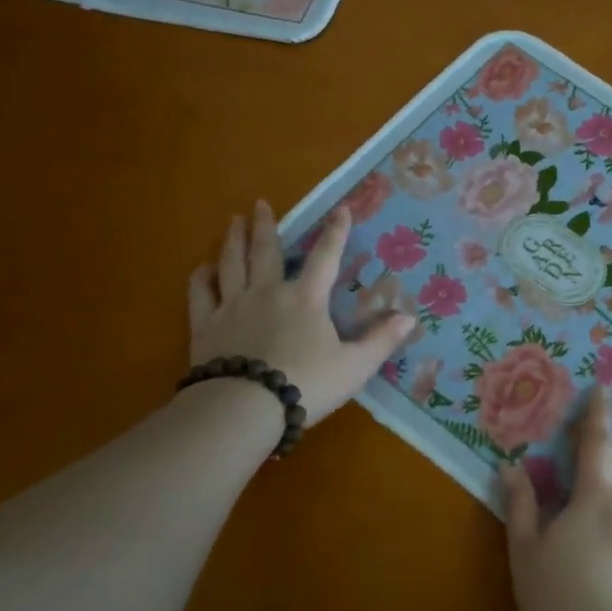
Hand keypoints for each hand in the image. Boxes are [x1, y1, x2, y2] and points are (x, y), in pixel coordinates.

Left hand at [187, 201, 414, 425]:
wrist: (243, 407)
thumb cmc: (305, 384)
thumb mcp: (354, 366)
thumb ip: (381, 341)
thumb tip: (411, 317)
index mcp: (306, 299)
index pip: (326, 257)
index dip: (336, 232)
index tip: (341, 208)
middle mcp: (268, 293)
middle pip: (266, 252)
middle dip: (266, 226)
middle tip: (260, 203)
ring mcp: (233, 307)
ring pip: (231, 264)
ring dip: (233, 241)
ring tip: (233, 221)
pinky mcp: (205, 327)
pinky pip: (201, 295)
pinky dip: (201, 278)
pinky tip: (201, 268)